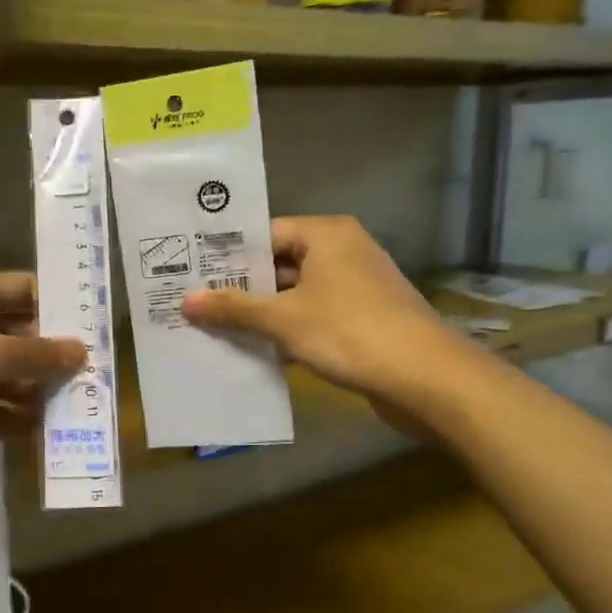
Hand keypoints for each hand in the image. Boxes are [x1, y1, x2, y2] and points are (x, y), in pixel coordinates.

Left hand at [0, 273, 85, 476]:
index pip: (28, 291)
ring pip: (6, 376)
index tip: (100, 331)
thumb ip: (37, 354)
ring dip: (36, 393)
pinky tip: (40, 435)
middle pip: (21, 336)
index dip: (63, 307)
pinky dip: (10, 419)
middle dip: (54, 358)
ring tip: (78, 413)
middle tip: (97, 382)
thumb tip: (81, 350)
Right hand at [182, 216, 465, 420]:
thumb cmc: (350, 333)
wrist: (426, 379)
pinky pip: (312, 316)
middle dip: (240, 287)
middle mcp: (342, 251)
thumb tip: (185, 301)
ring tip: (213, 327)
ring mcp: (355, 286)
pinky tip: (254, 350)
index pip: (265, 233)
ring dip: (261, 313)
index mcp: (326, 235)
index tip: (191, 272)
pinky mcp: (362, 318)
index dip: (227, 255)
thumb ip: (234, 308)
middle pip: (279, 263)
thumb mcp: (283, 319)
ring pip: (295, 293)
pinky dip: (286, 330)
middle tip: (194, 302)